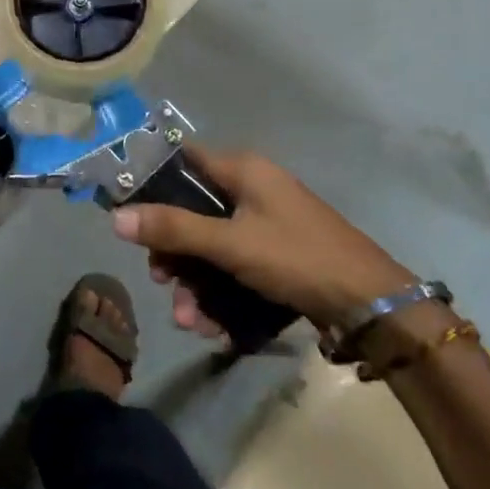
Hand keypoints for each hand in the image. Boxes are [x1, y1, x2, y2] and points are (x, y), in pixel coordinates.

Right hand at [112, 145, 412, 334]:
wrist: (374, 307)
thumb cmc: (297, 258)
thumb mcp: (230, 243)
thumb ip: (173, 229)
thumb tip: (115, 218)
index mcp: (243, 170)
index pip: (182, 160)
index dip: (151, 182)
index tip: (128, 214)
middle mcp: (252, 190)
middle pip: (192, 211)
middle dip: (174, 252)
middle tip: (162, 280)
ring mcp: (266, 225)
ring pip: (211, 247)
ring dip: (195, 284)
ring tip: (190, 321)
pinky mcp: (277, 258)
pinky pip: (234, 268)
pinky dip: (220, 294)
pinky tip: (214, 328)